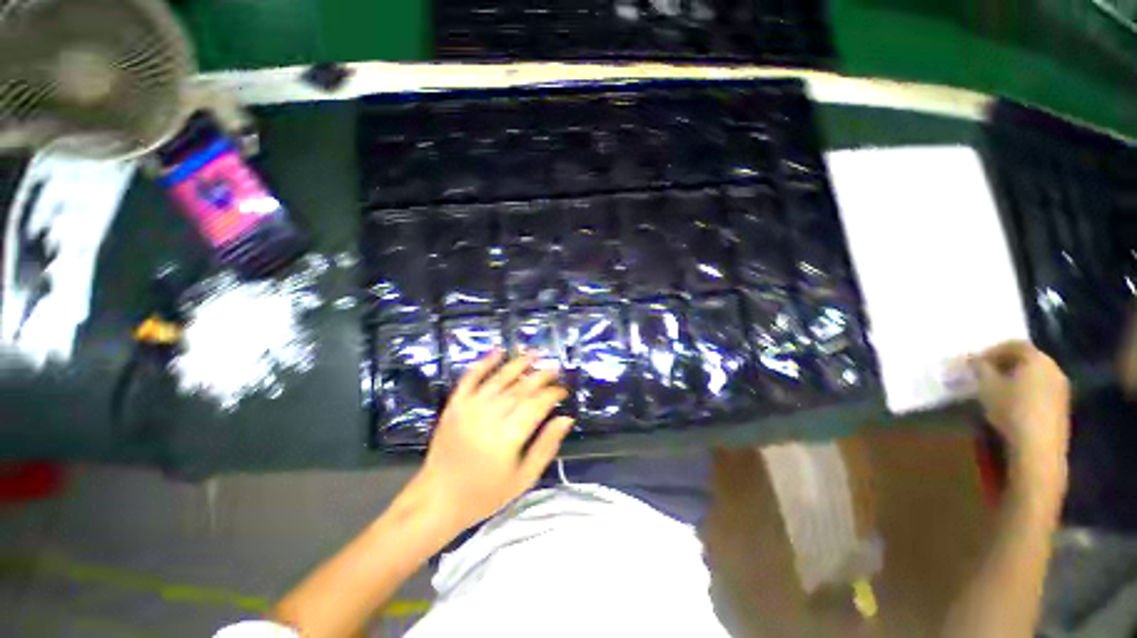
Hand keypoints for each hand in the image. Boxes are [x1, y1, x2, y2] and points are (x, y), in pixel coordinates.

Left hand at [412, 351, 573, 532]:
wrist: (437, 499)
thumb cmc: (485, 494)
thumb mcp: (523, 479)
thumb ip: (546, 446)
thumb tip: (566, 419)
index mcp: (507, 438)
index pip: (536, 405)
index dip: (552, 394)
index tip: (563, 390)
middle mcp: (488, 417)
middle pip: (520, 389)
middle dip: (541, 376)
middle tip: (555, 368)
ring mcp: (468, 408)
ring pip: (499, 379)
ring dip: (518, 363)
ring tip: (534, 353)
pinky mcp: (454, 405)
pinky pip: (470, 378)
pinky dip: (484, 363)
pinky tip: (498, 351)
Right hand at [972, 341, 1070, 478]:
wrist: (1038, 447)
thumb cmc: (1011, 409)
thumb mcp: (986, 386)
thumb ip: (979, 368)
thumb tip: (972, 359)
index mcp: (1037, 358)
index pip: (1014, 344)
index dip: (993, 350)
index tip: (975, 361)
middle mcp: (1053, 368)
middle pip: (1027, 358)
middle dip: (1005, 364)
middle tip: (985, 374)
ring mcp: (1061, 388)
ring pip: (1035, 375)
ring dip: (1015, 378)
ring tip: (996, 390)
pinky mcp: (1061, 406)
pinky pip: (1041, 390)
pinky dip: (1025, 391)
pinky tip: (1012, 404)